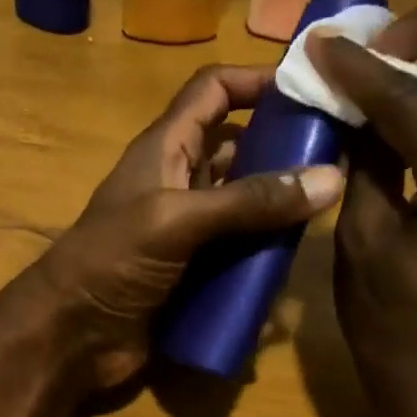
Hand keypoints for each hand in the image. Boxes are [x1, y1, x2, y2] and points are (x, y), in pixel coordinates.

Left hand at [32, 64, 344, 388]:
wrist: (72, 336)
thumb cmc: (112, 261)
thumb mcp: (178, 220)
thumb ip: (249, 201)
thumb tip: (331, 178)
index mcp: (166, 149)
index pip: (213, 91)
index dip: (256, 80)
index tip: (313, 87)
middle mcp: (181, 182)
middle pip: (239, 149)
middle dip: (284, 150)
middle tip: (343, 158)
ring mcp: (189, 230)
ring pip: (245, 206)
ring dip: (279, 210)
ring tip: (331, 211)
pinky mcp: (195, 272)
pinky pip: (239, 255)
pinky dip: (264, 258)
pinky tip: (295, 266)